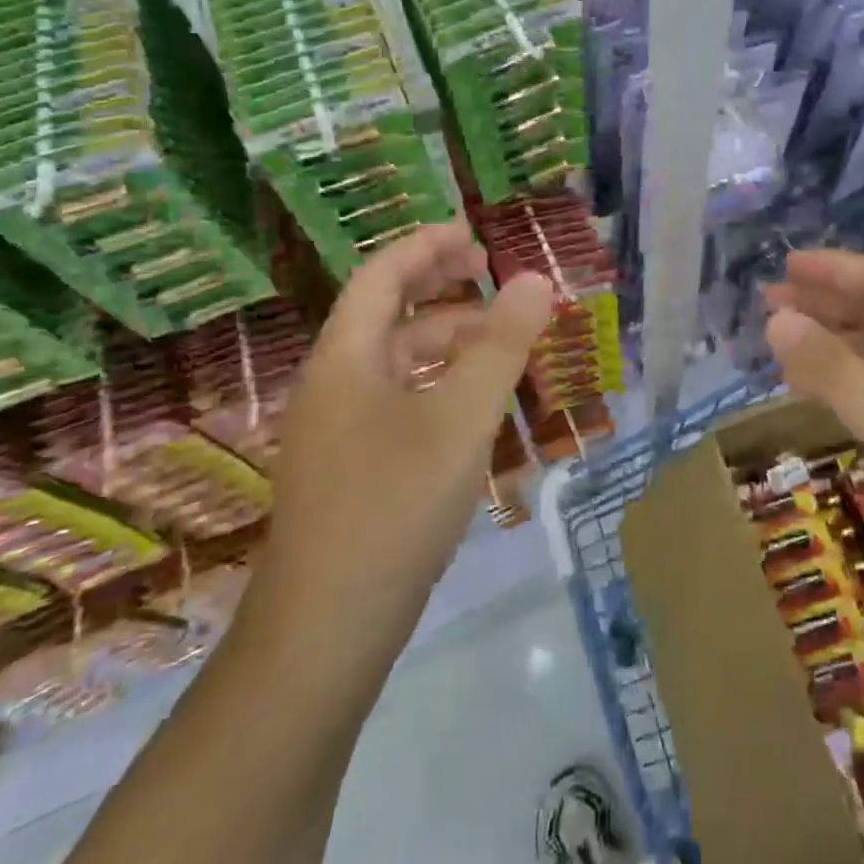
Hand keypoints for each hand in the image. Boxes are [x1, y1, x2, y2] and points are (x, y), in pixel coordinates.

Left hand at [250, 224, 553, 628]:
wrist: (327, 629)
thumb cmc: (394, 504)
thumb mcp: (461, 416)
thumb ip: (502, 344)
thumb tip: (537, 279)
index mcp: (346, 357)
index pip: (383, 275)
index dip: (427, 245)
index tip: (474, 235)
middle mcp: (333, 384)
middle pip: (388, 313)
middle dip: (440, 287)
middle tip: (491, 276)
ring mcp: (337, 430)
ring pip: (396, 362)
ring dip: (445, 340)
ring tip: (500, 340)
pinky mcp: (351, 469)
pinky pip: (398, 401)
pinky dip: (438, 384)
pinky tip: (472, 405)